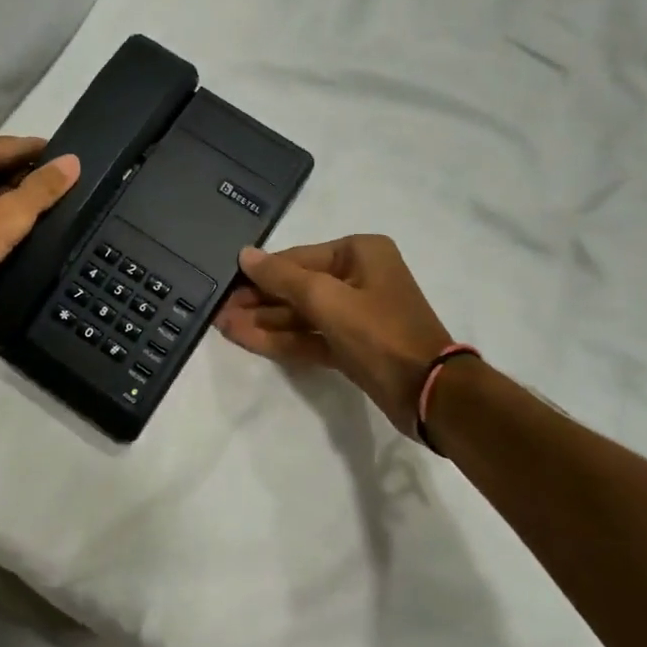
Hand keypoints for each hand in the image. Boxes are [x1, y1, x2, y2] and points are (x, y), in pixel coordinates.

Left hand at [0, 135, 79, 336]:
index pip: (9, 145)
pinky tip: (2, 231)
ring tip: (37, 211)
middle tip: (59, 190)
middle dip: (22, 175)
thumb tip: (72, 161)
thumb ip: (41, 189)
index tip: (68, 161)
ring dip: (2, 196)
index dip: (40, 153)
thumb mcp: (7, 219)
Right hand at [216, 235, 453, 433]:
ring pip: (300, 315)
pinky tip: (246, 339)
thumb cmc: (379, 332)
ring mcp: (356, 314)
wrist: (429, 393)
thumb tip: (245, 254)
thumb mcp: (326, 298)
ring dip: (264, 322)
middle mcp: (358, 277)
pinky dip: (281, 340)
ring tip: (222, 327)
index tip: (225, 285)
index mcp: (359, 253)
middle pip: (297, 286)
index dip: (260, 273)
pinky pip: (310, 337)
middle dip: (258, 301)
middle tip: (218, 311)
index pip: (297, 258)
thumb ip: (281, 277)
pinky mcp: (352, 346)